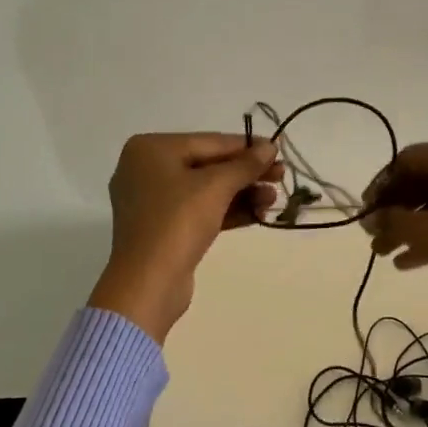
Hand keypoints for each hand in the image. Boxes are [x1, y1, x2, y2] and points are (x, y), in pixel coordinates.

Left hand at [88, 132, 281, 342]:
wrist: (147, 285)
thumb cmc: (177, 222)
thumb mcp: (216, 187)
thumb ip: (245, 164)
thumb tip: (270, 146)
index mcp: (150, 149)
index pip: (209, 142)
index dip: (246, 147)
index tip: (278, 150)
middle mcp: (146, 170)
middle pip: (208, 165)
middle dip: (246, 173)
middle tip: (281, 176)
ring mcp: (152, 202)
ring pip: (206, 190)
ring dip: (242, 193)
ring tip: (273, 199)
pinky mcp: (162, 229)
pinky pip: (199, 211)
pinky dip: (227, 211)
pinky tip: (258, 214)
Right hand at [363, 141, 427, 311]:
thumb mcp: (426, 234)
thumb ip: (392, 221)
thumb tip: (372, 218)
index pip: (408, 159)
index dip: (382, 184)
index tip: (365, 211)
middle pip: (424, 180)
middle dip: (395, 209)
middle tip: (373, 235)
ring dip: (411, 224)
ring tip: (385, 252)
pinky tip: (409, 262)